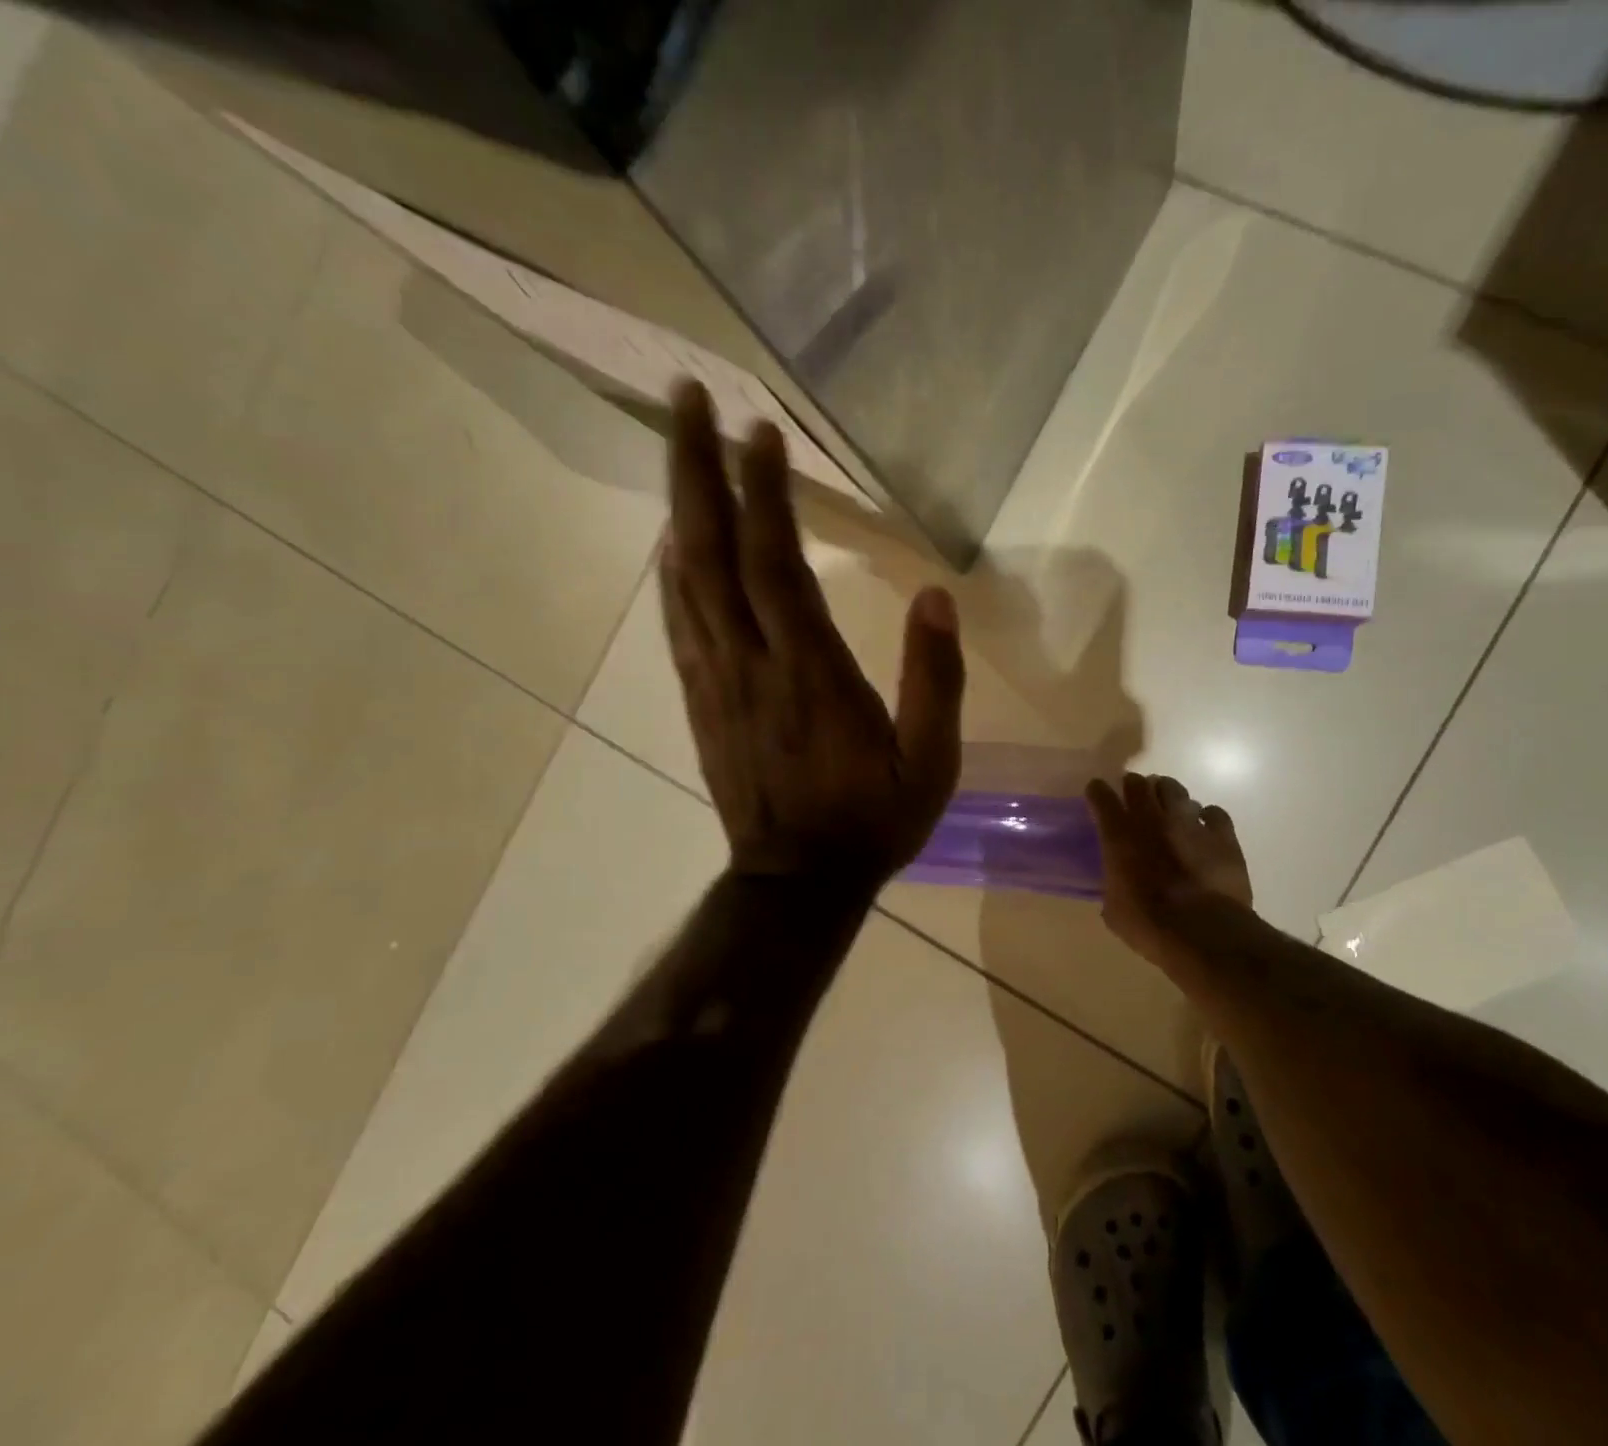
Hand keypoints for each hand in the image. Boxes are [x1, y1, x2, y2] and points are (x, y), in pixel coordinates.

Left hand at [660, 381, 965, 892]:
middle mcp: (752, 665)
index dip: (764, 494)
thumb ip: (936, 681)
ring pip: (686, 582)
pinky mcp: (702, 702)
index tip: (759, 431)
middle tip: (685, 400)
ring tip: (675, 448)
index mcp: (811, 674)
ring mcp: (717, 682)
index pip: (776, 565)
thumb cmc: (872, 822)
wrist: (798, 884)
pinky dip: (670, 574)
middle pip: (711, 554)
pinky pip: (679, 625)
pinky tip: (670, 543)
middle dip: (696, 471)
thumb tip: (935, 597)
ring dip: (677, 508)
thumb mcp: (930, 763)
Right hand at [1086, 774, 1252, 972]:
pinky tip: (1205, 827)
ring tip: (1168, 807)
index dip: (1097, 792)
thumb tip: (1118, 886)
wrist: (1204, 932)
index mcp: (1119, 836)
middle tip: (1133, 797)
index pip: (1101, 797)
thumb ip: (1113, 886)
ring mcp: (1189, 822)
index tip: (1096, 793)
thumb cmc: (1149, 924)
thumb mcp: (1114, 910)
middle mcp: (1152, 819)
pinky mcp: (1222, 834)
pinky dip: (1207, 817)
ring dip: (1167, 794)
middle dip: (1133, 786)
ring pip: (1175, 789)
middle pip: (1138, 783)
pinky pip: (1214, 813)